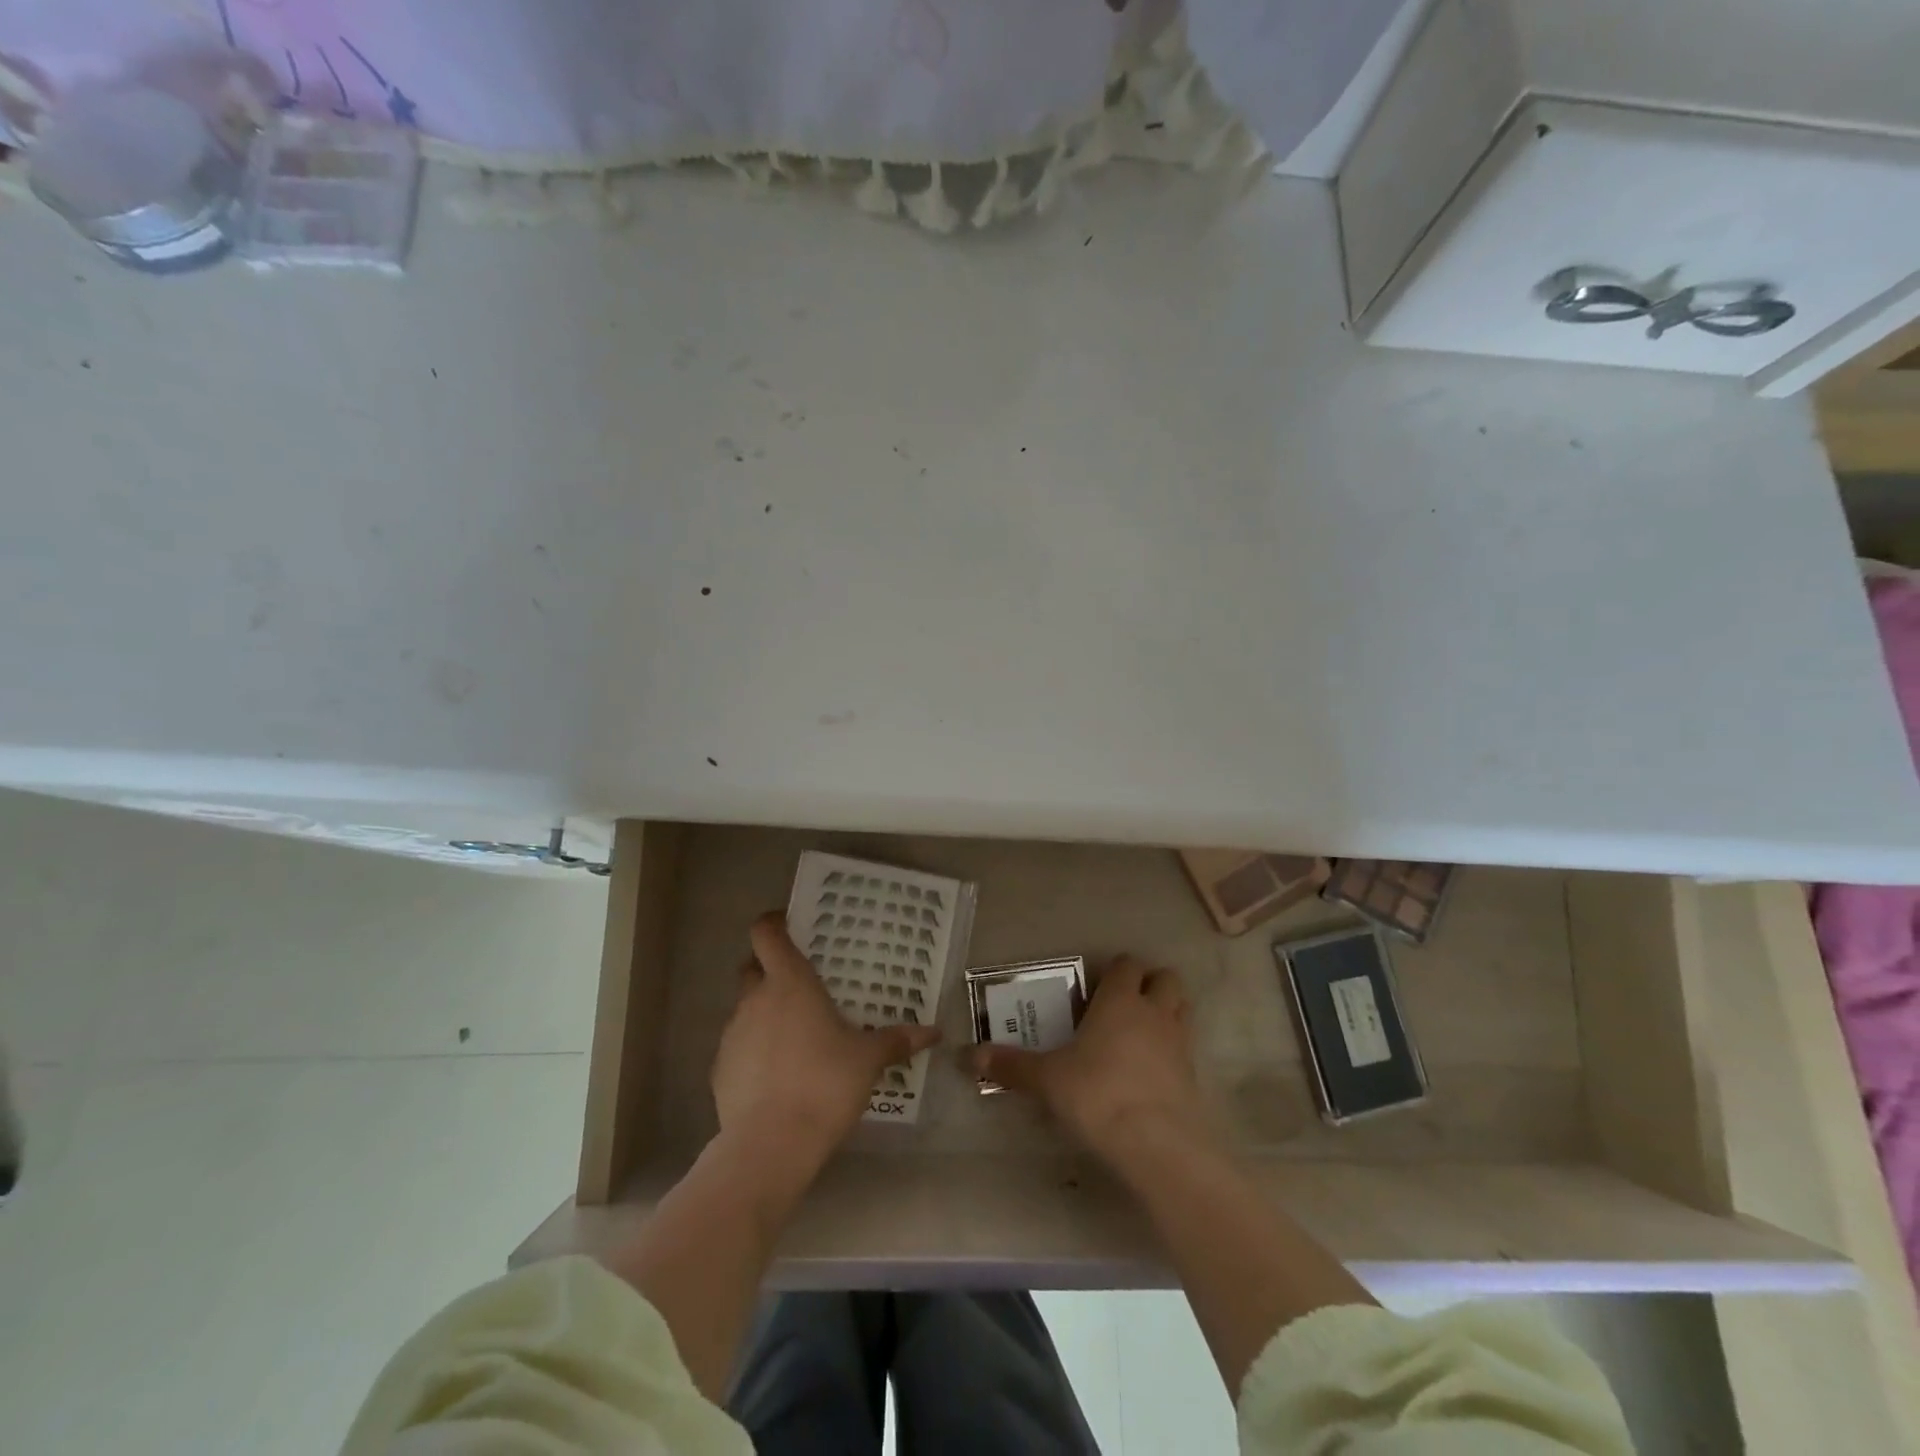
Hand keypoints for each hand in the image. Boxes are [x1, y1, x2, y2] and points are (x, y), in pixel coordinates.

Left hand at [712, 912, 940, 1173]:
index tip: (788, 925)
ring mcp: (732, 1033)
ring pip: (745, 1008)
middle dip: (769, 969)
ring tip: (794, 1036)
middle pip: (752, 967)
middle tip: (799, 985)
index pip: (766, 933)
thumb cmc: (825, 1083)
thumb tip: (934, 1032)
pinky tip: (777, 1075)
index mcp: (790, 982)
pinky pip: (738, 1046)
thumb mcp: (868, 1060)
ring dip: (764, 1012)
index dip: (773, 923)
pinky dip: (754, 1050)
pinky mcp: (719, 1068)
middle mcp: (755, 999)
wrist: (770, 1144)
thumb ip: (897, 1040)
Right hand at [969, 956, 1212, 1164]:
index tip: (1096, 986)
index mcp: (1119, 1000)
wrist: (1156, 1143)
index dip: (1115, 970)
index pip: (1126, 964)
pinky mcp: (1193, 1076)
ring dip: (1167, 1011)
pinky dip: (1172, 1050)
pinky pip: (1186, 1048)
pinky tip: (1151, 1072)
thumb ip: (1011, 1066)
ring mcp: (1179, 1042)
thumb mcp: (1047, 1079)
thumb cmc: (1098, 1094)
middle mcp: (1154, 1012)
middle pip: (1165, 978)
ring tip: (1141, 1032)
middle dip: (1150, 984)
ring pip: (1182, 1008)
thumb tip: (967, 1056)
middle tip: (1124, 1004)